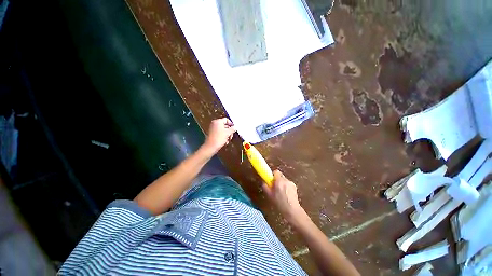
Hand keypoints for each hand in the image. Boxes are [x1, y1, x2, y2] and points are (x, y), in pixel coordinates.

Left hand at [202, 118, 235, 153]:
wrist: (211, 147)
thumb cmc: (219, 138)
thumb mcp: (228, 133)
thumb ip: (232, 129)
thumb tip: (235, 127)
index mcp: (218, 121)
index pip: (226, 120)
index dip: (231, 124)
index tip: (234, 129)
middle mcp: (214, 123)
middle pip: (225, 125)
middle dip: (229, 131)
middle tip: (231, 136)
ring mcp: (213, 128)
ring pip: (223, 130)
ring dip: (227, 134)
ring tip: (228, 140)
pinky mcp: (212, 133)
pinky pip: (220, 133)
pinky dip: (223, 136)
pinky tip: (225, 141)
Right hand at [263, 170, 307, 224]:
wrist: (292, 210)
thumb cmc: (279, 203)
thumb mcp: (269, 195)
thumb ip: (265, 186)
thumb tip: (263, 181)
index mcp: (279, 181)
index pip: (276, 172)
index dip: (273, 175)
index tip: (271, 180)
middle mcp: (286, 180)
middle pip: (280, 175)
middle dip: (277, 180)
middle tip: (275, 187)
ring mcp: (291, 183)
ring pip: (284, 180)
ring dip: (282, 183)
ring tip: (281, 192)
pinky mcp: (295, 187)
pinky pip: (288, 183)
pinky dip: (286, 187)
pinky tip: (286, 194)